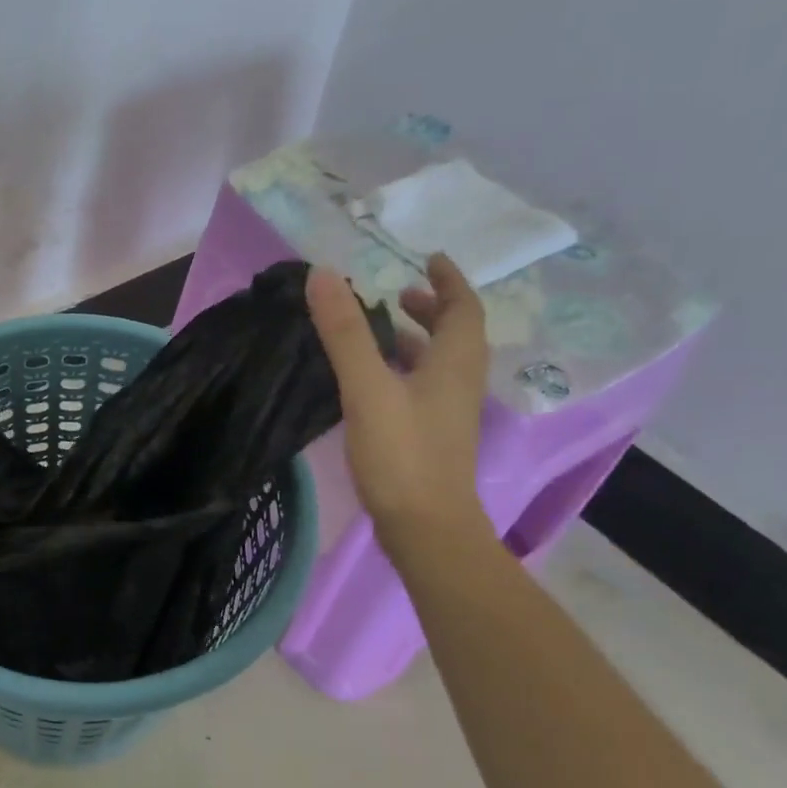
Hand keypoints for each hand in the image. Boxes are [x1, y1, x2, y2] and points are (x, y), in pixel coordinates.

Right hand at [306, 254, 490, 550]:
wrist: (425, 528)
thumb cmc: (402, 454)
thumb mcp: (367, 388)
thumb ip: (345, 333)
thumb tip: (322, 275)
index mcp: (455, 363)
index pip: (464, 307)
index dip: (449, 280)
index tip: (429, 259)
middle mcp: (460, 383)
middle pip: (455, 334)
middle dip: (431, 309)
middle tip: (399, 295)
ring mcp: (448, 413)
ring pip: (438, 363)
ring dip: (416, 340)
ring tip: (379, 333)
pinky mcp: (432, 437)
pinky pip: (424, 387)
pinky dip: (404, 370)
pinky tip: (372, 382)